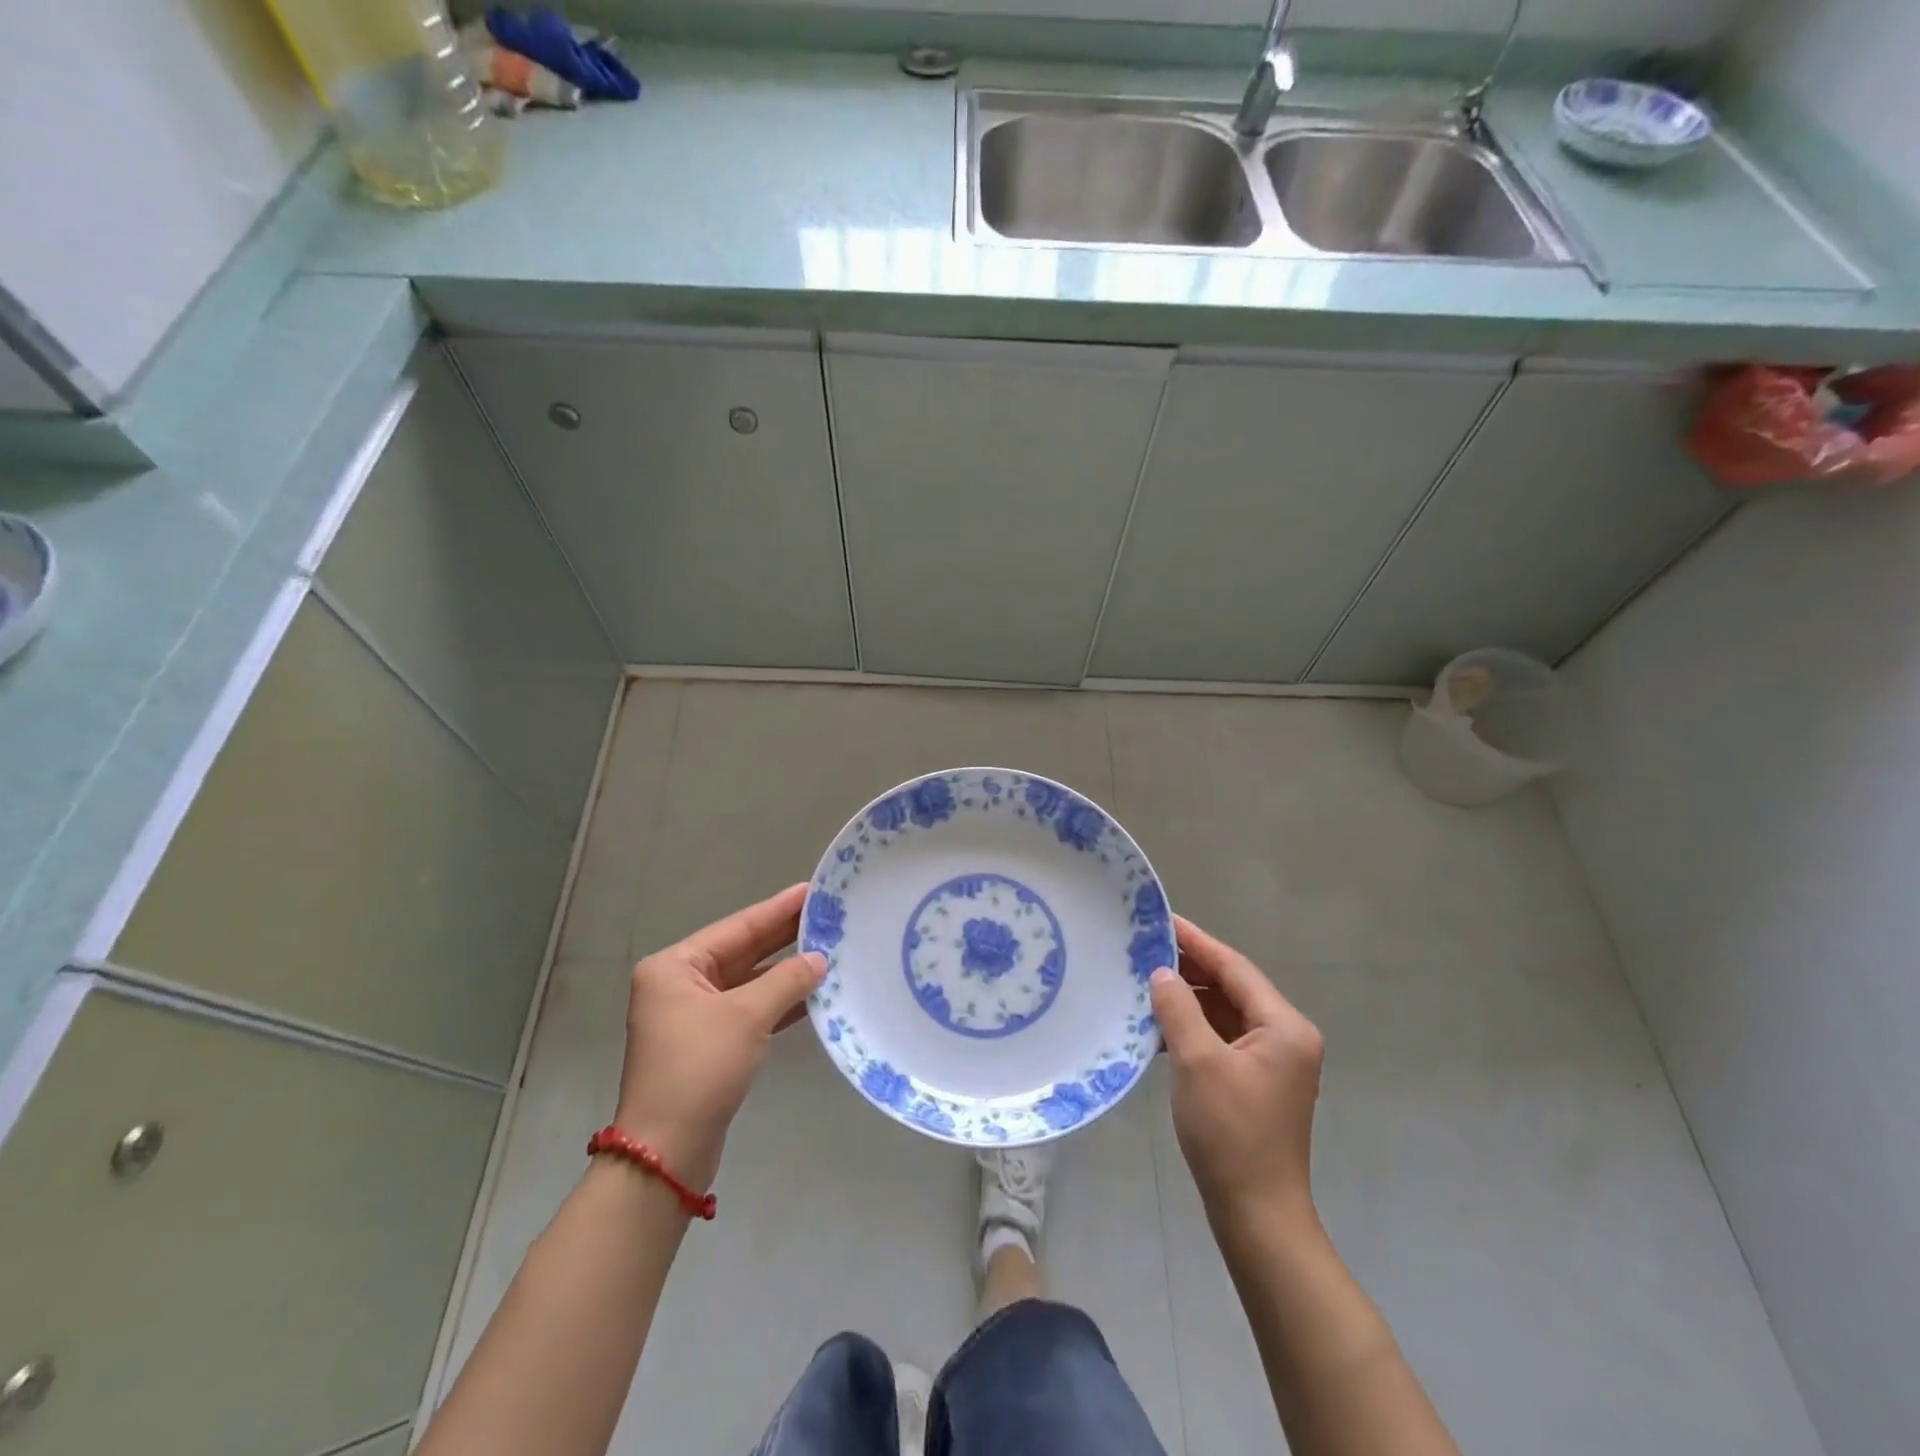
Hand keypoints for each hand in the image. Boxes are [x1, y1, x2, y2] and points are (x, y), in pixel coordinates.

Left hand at [615, 884, 825, 1188]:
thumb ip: (787, 981)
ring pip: (748, 981)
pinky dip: (777, 1002)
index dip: (777, 909)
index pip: (737, 928)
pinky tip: (812, 993)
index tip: (810, 889)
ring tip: (828, 948)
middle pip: (742, 951)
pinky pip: (748, 1008)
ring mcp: (693, 1015)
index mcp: (675, 967)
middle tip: (826, 914)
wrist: (668, 1151)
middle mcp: (680, 984)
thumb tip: (819, 959)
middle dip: (784, 937)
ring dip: (785, 971)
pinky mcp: (708, 1043)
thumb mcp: (747, 1017)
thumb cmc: (700, 1068)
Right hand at [1149, 916, 1324, 1227]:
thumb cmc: (1231, 1133)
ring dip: (1189, 1000)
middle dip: (1190, 970)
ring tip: (1146, 983)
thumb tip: (1162, 973)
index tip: (1162, 920)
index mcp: (1284, 1026)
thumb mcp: (1198, 1062)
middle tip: (1145, 949)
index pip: (1235, 968)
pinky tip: (1160, 1026)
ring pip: (1226, 1014)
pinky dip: (1194, 1028)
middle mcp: (1286, 1037)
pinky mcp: (1257, 1083)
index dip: (1196, 942)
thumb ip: (1179, 1009)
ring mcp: (1273, 1062)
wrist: (1257, 1215)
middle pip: (1233, 988)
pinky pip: (1223, 1039)